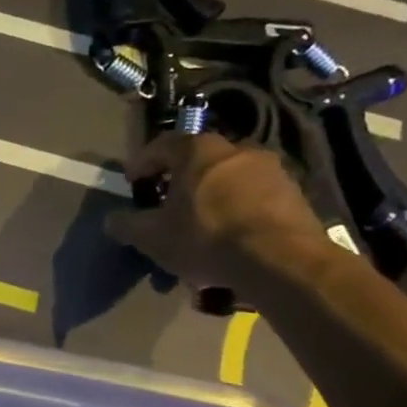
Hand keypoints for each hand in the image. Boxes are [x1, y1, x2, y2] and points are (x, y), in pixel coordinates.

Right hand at [104, 132, 328, 293]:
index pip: (162, 145)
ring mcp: (271, 170)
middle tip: (167, 206)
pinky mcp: (295, 194)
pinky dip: (238, 212)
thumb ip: (127, 224)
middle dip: (180, 182)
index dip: (142, 163)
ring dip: (211, 198)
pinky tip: (230, 239)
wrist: (281, 261)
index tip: (133, 182)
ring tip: (200, 228)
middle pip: (199, 161)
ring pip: (228, 180)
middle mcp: (236, 149)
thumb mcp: (152, 237)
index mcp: (198, 150)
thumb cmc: (205, 238)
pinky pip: (254, 198)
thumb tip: (111, 219)